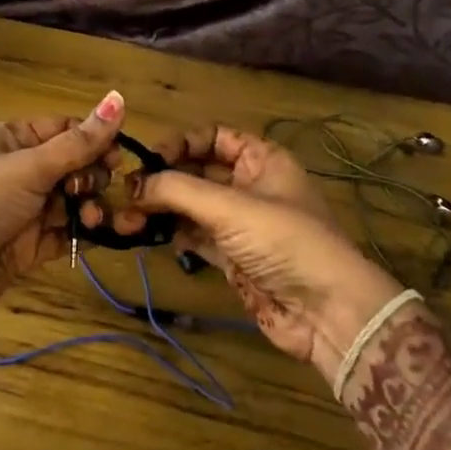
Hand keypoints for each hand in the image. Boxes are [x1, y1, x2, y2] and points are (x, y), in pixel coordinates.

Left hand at [0, 91, 125, 332]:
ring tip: (93, 218)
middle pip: (76, 166)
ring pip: (75, 201)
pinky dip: (86, 233)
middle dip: (94, 177)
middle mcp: (23, 170)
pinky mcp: (33, 245)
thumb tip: (119, 97)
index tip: (118, 157)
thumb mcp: (29, 166)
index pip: (67, 130)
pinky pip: (69, 233)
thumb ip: (79, 141)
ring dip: (92, 207)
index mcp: (15, 139)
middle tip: (93, 189)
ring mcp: (28, 209)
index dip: (96, 140)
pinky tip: (101, 234)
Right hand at [123, 126, 402, 385]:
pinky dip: (173, 235)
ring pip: (192, 207)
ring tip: (126, 220)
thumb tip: (133, 185)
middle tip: (125, 194)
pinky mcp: (233, 258)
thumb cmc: (284, 241)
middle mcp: (251, 186)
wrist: (325, 312)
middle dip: (162, 180)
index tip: (147, 159)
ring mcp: (242, 224)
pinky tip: (147, 236)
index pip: (214, 137)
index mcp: (263, 160)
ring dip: (161, 210)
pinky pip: (195, 237)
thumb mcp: (230, 207)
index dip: (181, 143)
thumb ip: (178, 190)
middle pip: (198, 172)